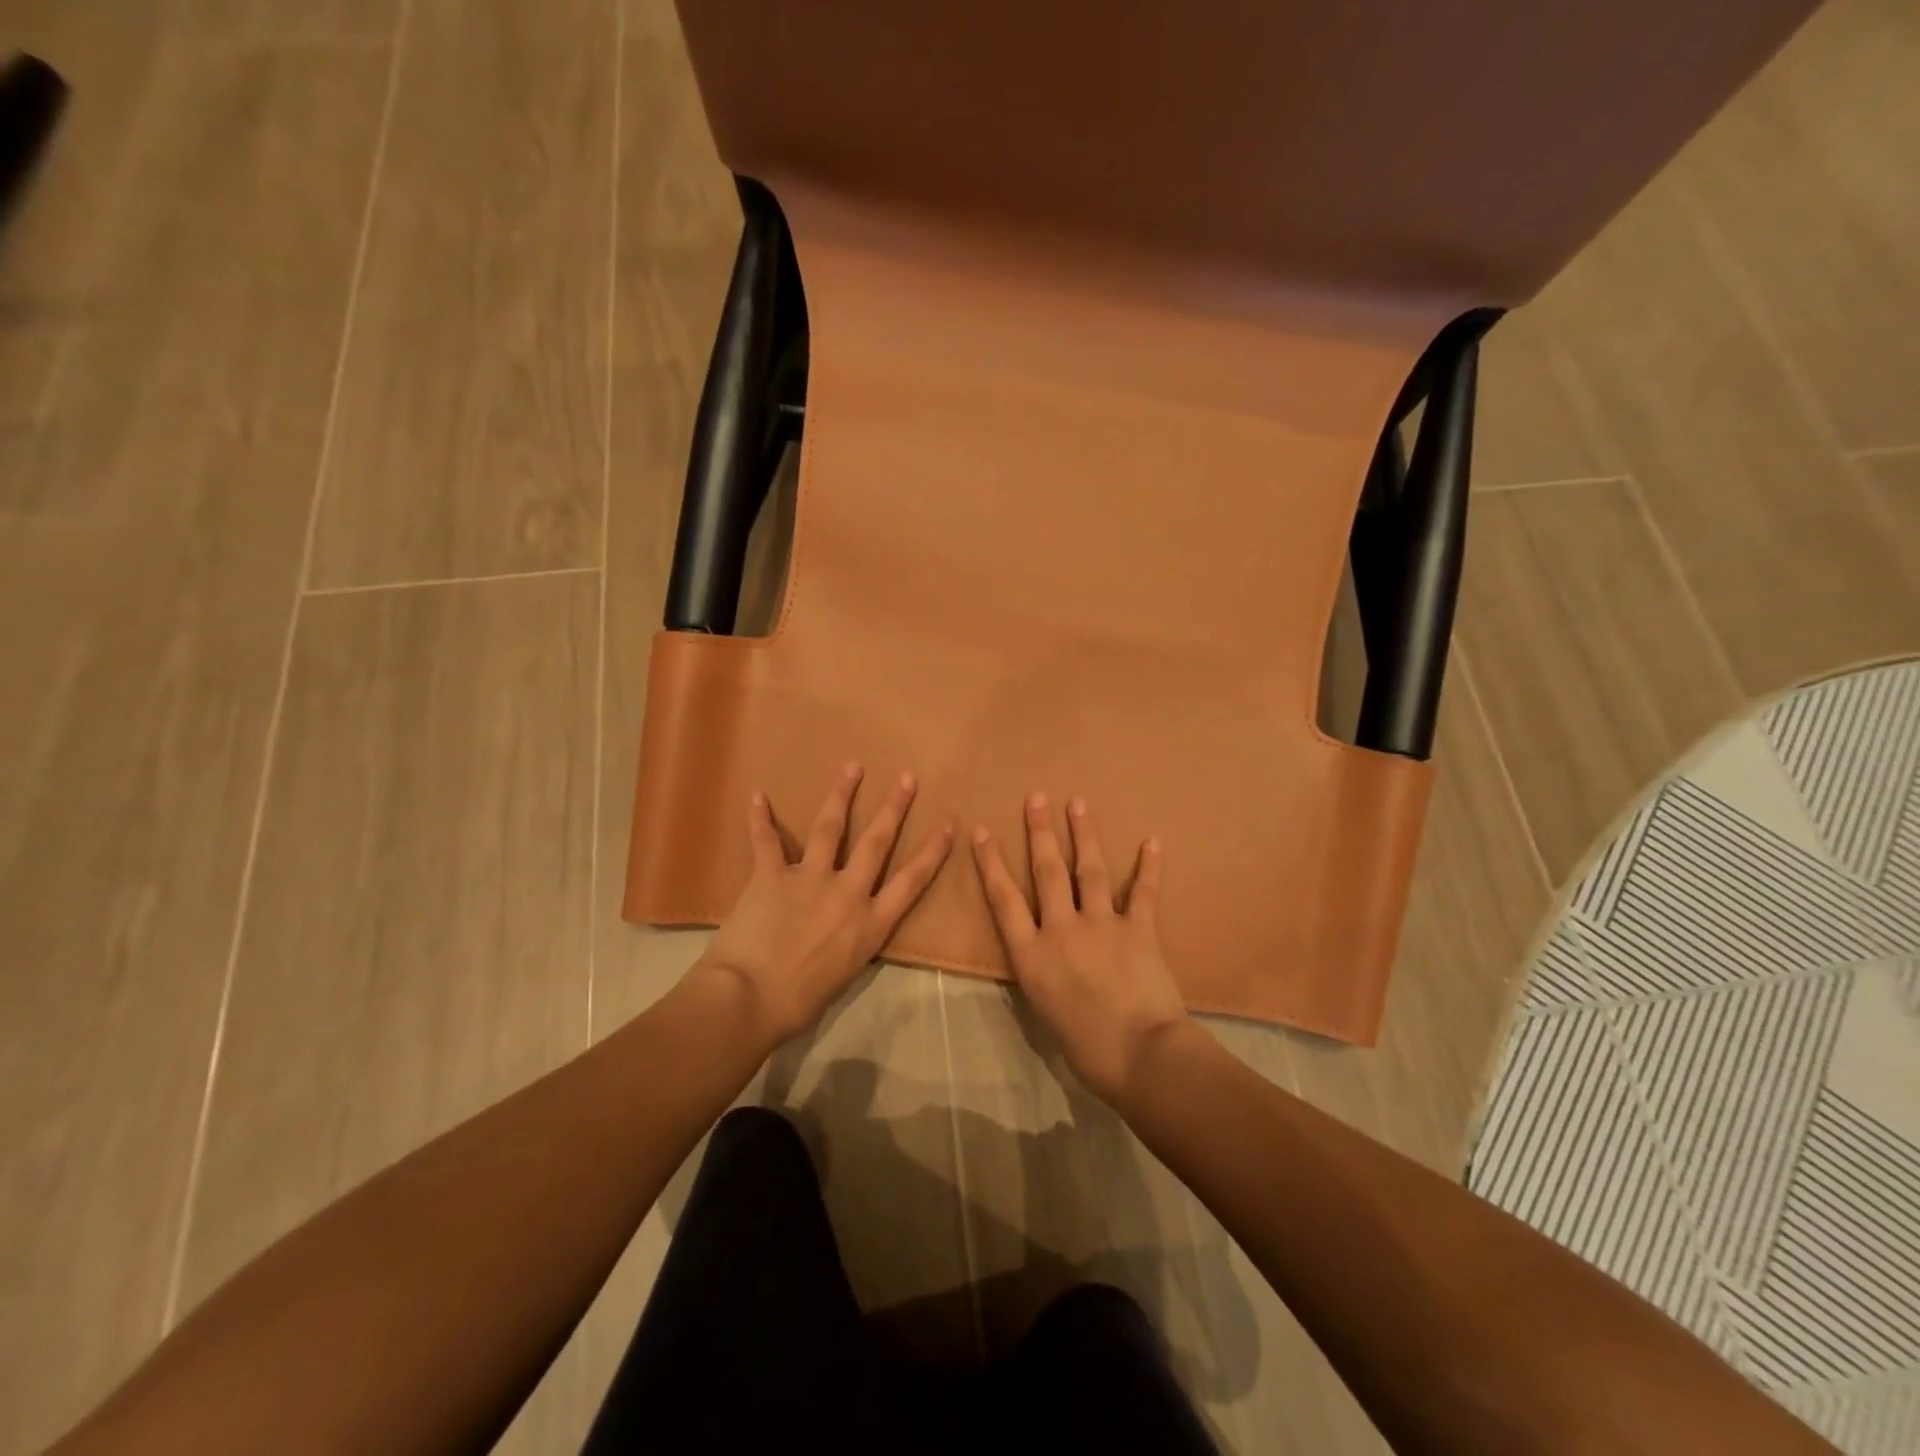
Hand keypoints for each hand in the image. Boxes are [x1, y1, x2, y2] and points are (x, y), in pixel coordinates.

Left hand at [701, 762, 952, 1047]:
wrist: (750, 999)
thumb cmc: (799, 1003)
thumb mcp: (843, 976)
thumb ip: (850, 945)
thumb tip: (842, 933)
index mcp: (870, 925)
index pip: (911, 881)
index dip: (931, 852)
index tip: (947, 825)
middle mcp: (847, 893)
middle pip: (876, 842)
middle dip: (894, 808)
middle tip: (907, 778)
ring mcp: (809, 879)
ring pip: (829, 828)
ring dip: (841, 795)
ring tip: (852, 767)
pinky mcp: (771, 876)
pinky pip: (766, 842)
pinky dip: (760, 819)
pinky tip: (757, 796)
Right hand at [972, 794, 1189, 1104]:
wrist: (1139, 1054)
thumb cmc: (1085, 1048)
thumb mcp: (1044, 1012)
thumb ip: (1042, 976)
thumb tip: (1047, 961)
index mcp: (1032, 955)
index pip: (1004, 899)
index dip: (992, 863)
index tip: (983, 831)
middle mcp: (1062, 929)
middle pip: (1047, 871)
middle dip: (1040, 832)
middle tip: (1036, 798)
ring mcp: (1101, 925)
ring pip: (1089, 871)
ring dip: (1083, 835)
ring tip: (1078, 803)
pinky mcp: (1138, 929)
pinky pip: (1144, 892)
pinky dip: (1149, 866)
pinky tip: (1152, 840)